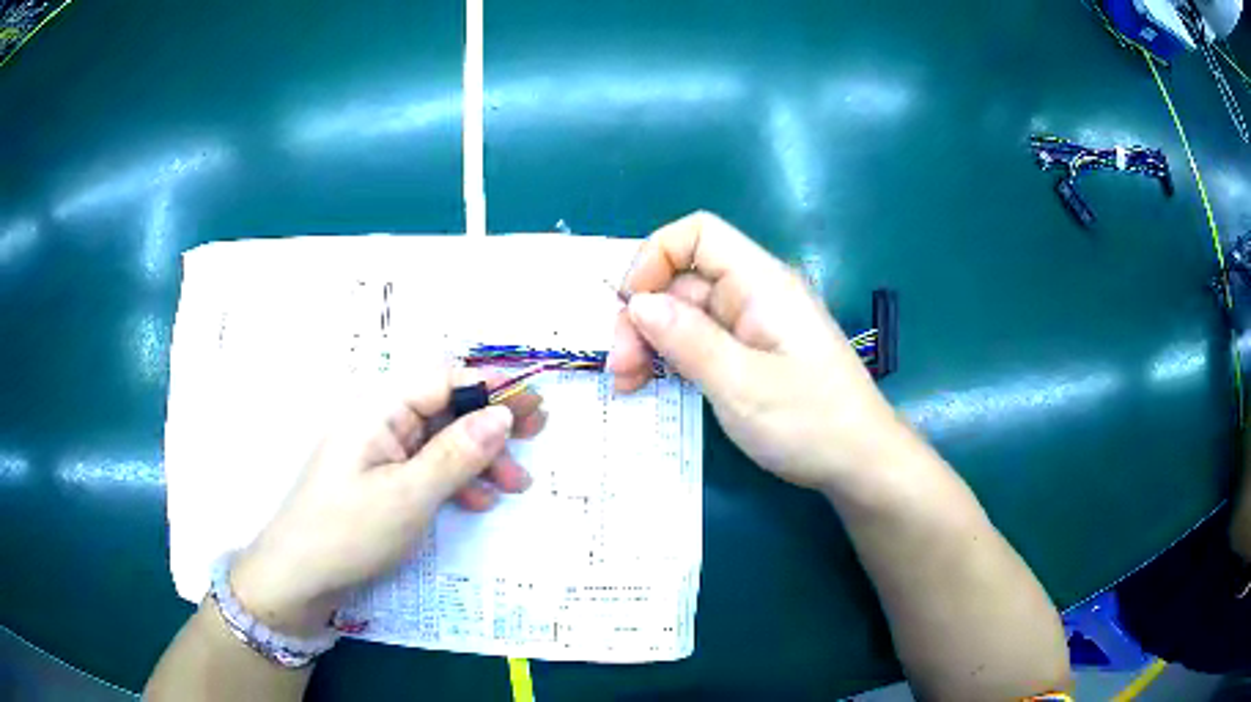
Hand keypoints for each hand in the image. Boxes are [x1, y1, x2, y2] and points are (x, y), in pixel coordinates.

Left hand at [230, 369, 546, 636]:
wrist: (300, 578)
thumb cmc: (348, 530)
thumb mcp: (408, 496)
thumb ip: (456, 454)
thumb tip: (502, 415)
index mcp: (378, 412)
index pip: (441, 381)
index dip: (489, 387)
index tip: (532, 399)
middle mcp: (380, 425)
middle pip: (444, 411)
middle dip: (491, 423)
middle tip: (539, 432)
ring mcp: (380, 456)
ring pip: (440, 444)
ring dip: (479, 459)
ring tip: (516, 484)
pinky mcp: (382, 484)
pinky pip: (426, 471)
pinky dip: (455, 482)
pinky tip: (478, 500)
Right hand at [608, 211, 911, 492]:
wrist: (860, 463)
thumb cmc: (809, 422)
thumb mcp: (742, 385)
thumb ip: (688, 340)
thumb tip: (637, 302)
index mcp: (761, 283)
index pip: (698, 234)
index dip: (655, 256)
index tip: (629, 304)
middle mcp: (754, 295)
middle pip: (683, 280)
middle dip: (643, 315)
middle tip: (620, 366)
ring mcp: (752, 326)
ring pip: (685, 315)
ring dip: (649, 341)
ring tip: (626, 383)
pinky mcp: (750, 355)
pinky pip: (700, 343)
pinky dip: (671, 359)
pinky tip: (649, 385)